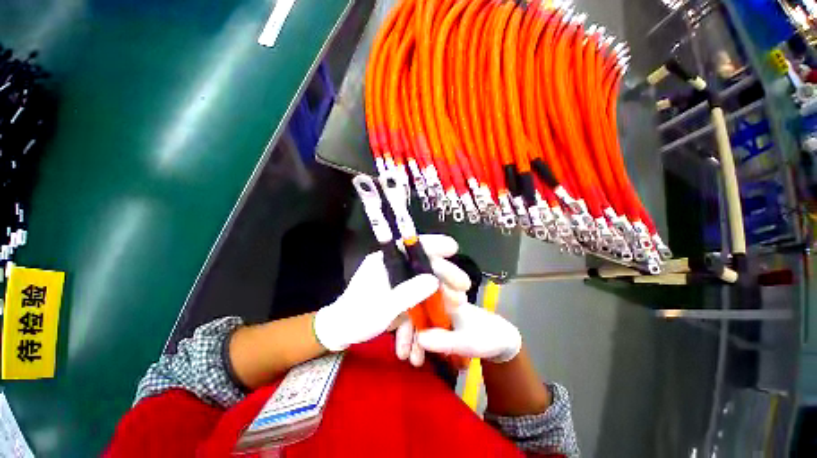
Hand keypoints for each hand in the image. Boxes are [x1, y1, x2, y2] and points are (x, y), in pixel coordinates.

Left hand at [313, 235, 470, 351]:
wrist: (341, 332)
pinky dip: (425, 312)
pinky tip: (435, 323)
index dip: (432, 243)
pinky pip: (417, 299)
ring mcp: (397, 282)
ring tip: (457, 305)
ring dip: (440, 295)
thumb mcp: (382, 307)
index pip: (410, 245)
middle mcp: (392, 268)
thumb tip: (435, 280)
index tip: (452, 247)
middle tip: (464, 287)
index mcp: (384, 262)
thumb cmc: (356, 317)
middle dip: (444, 275)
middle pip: (422, 265)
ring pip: (423, 283)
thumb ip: (408, 293)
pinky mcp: (400, 296)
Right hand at [407, 302, 521, 364]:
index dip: (406, 314)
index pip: (418, 298)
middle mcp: (438, 301)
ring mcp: (438, 313)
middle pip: (415, 311)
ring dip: (413, 341)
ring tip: (415, 362)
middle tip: (404, 356)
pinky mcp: (439, 324)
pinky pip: (425, 331)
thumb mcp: (467, 341)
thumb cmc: (486, 336)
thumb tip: (419, 339)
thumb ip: (445, 340)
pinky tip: (420, 357)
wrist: (501, 341)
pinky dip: (420, 344)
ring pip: (418, 322)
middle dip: (407, 333)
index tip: (397, 332)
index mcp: (445, 297)